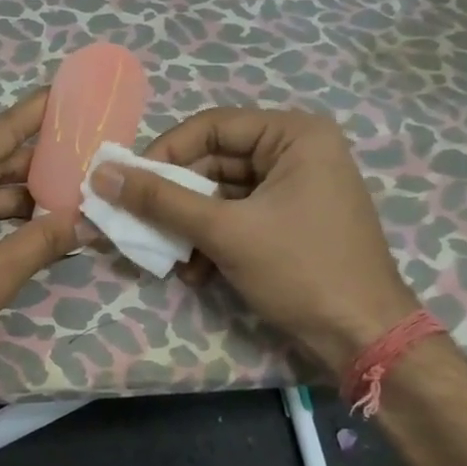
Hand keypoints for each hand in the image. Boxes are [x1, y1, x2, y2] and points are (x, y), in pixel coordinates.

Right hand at [92, 108, 417, 369]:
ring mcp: (298, 188)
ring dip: (190, 226)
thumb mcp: (224, 231)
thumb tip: (102, 174)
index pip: (210, 127)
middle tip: (139, 225)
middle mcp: (298, 151)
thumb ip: (160, 200)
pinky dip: (213, 240)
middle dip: (176, 199)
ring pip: (222, 194)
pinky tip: (197, 273)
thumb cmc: (300, 270)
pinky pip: (239, 217)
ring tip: (171, 258)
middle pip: (214, 162)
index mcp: (294, 135)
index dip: (163, 153)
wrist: (364, 338)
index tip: (126, 185)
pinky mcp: (292, 221)